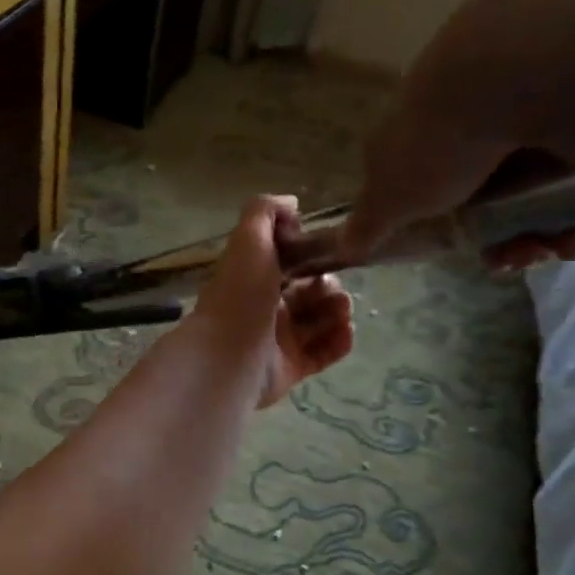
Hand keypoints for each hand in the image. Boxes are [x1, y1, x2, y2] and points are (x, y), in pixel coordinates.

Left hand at [192, 195, 354, 408]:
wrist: (228, 356)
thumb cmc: (240, 295)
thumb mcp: (248, 240)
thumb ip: (266, 212)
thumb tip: (292, 205)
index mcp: (253, 279)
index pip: (288, 264)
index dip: (312, 256)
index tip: (329, 253)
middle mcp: (264, 310)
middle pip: (308, 294)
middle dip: (329, 287)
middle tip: (336, 289)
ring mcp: (277, 342)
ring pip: (318, 323)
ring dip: (338, 312)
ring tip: (344, 310)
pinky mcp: (290, 369)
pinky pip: (322, 353)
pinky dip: (338, 342)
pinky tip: (347, 331)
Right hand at [338, 0, 574, 272]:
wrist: (525, 64)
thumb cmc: (441, 138)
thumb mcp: (390, 195)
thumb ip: (367, 222)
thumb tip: (342, 246)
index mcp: (421, 118)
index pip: (424, 173)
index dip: (440, 218)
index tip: (463, 245)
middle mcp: (471, 99)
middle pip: (487, 182)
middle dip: (500, 232)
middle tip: (516, 257)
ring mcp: (528, 88)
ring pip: (536, 175)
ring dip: (542, 225)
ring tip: (555, 247)